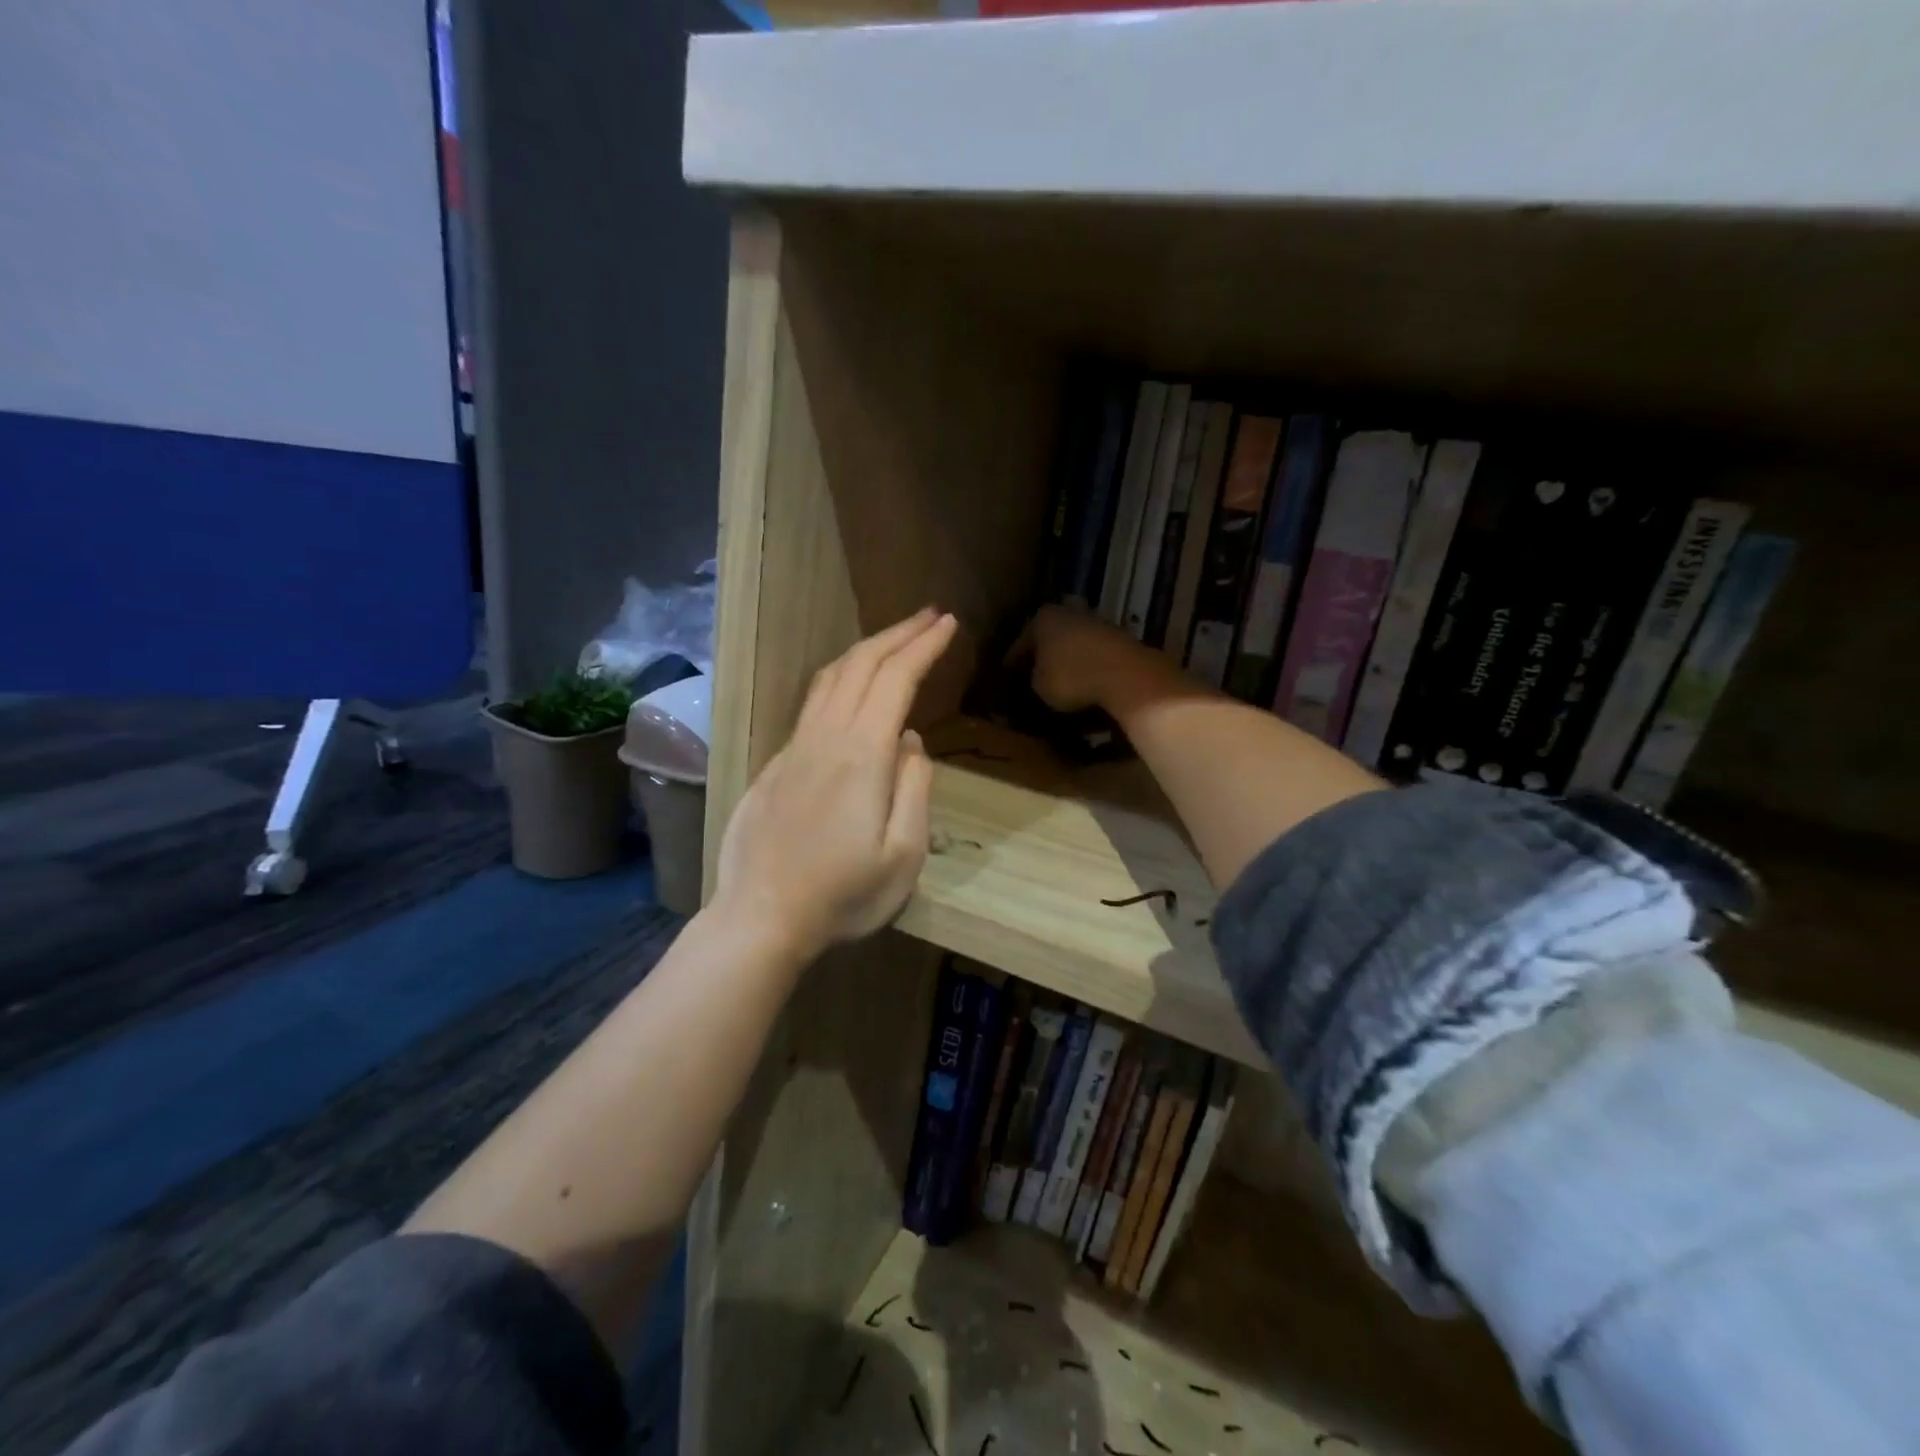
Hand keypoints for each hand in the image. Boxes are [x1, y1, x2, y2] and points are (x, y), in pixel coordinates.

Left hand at [713, 608, 958, 958]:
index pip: (896, 680)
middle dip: (899, 633)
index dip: (923, 646)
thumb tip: (911, 742)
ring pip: (830, 677)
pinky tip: (852, 686)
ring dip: (867, 648)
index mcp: (861, 755)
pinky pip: (813, 702)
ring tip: (895, 638)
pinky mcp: (777, 763)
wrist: (761, 917)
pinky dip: (842, 677)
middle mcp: (826, 737)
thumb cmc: (842, 895)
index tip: (948, 624)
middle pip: (862, 665)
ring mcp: (796, 748)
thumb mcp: (903, 856)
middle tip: (930, 616)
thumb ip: (914, 790)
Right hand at [1012, 604, 1175, 714]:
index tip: (1006, 685)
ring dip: (1066, 667)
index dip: (1011, 668)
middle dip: (1041, 663)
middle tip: (1031, 686)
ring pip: (1073, 649)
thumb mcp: (1038, 688)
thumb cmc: (1071, 677)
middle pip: (1048, 642)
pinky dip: (1087, 672)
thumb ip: (1029, 685)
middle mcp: (1069, 613)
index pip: (1019, 646)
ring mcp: (1097, 624)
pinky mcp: (1120, 641)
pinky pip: (1094, 659)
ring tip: (1059, 691)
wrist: (1126, 675)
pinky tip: (1083, 689)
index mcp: (1042, 618)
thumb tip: (1030, 687)